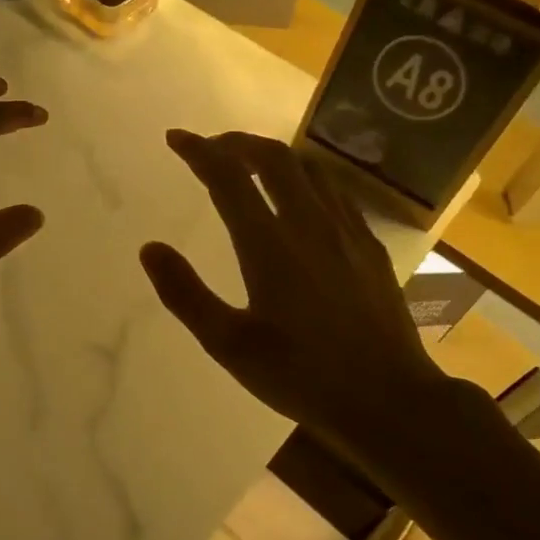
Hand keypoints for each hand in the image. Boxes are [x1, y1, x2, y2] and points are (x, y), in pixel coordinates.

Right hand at [140, 130, 448, 461]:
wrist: (390, 401)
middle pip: (273, 158)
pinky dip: (307, 177)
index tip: (175, 139)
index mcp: (270, 246)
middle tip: (211, 149)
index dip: (199, 151)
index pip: (229, 178)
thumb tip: (149, 248)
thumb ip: (185, 294)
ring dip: (273, 155)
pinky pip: (335, 191)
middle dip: (236, 142)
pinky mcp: (370, 246)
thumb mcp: (229, 346)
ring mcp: (346, 232)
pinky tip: (301, 196)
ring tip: (250, 165)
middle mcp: (310, 225)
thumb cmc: (301, 376)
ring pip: (309, 169)